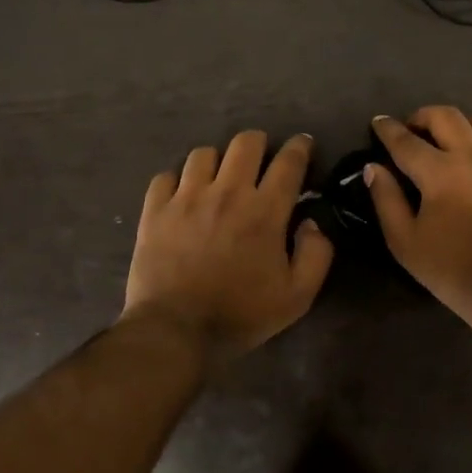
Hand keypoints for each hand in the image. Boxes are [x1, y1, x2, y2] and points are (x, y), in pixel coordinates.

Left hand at [123, 130, 333, 362]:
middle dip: (260, 144)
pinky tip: (182, 196)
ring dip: (217, 161)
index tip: (303, 144)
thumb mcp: (296, 297)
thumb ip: (316, 254)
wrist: (175, 330)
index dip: (300, 147)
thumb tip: (312, 222)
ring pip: (204, 153)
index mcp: (264, 211)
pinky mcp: (156, 209)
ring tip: (218, 178)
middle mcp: (227, 192)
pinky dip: (177, 181)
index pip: (289, 162)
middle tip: (261, 161)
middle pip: (246, 142)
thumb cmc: (240, 314)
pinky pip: (166, 176)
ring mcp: (187, 197)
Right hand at [368, 107, 471, 334]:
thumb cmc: (453, 270)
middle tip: (412, 131)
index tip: (378, 122)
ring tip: (450, 141)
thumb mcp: (405, 243)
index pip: (405, 140)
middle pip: (445, 116)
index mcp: (440, 173)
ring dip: (458, 125)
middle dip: (422, 116)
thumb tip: (374, 167)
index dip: (387, 128)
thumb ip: (386, 199)